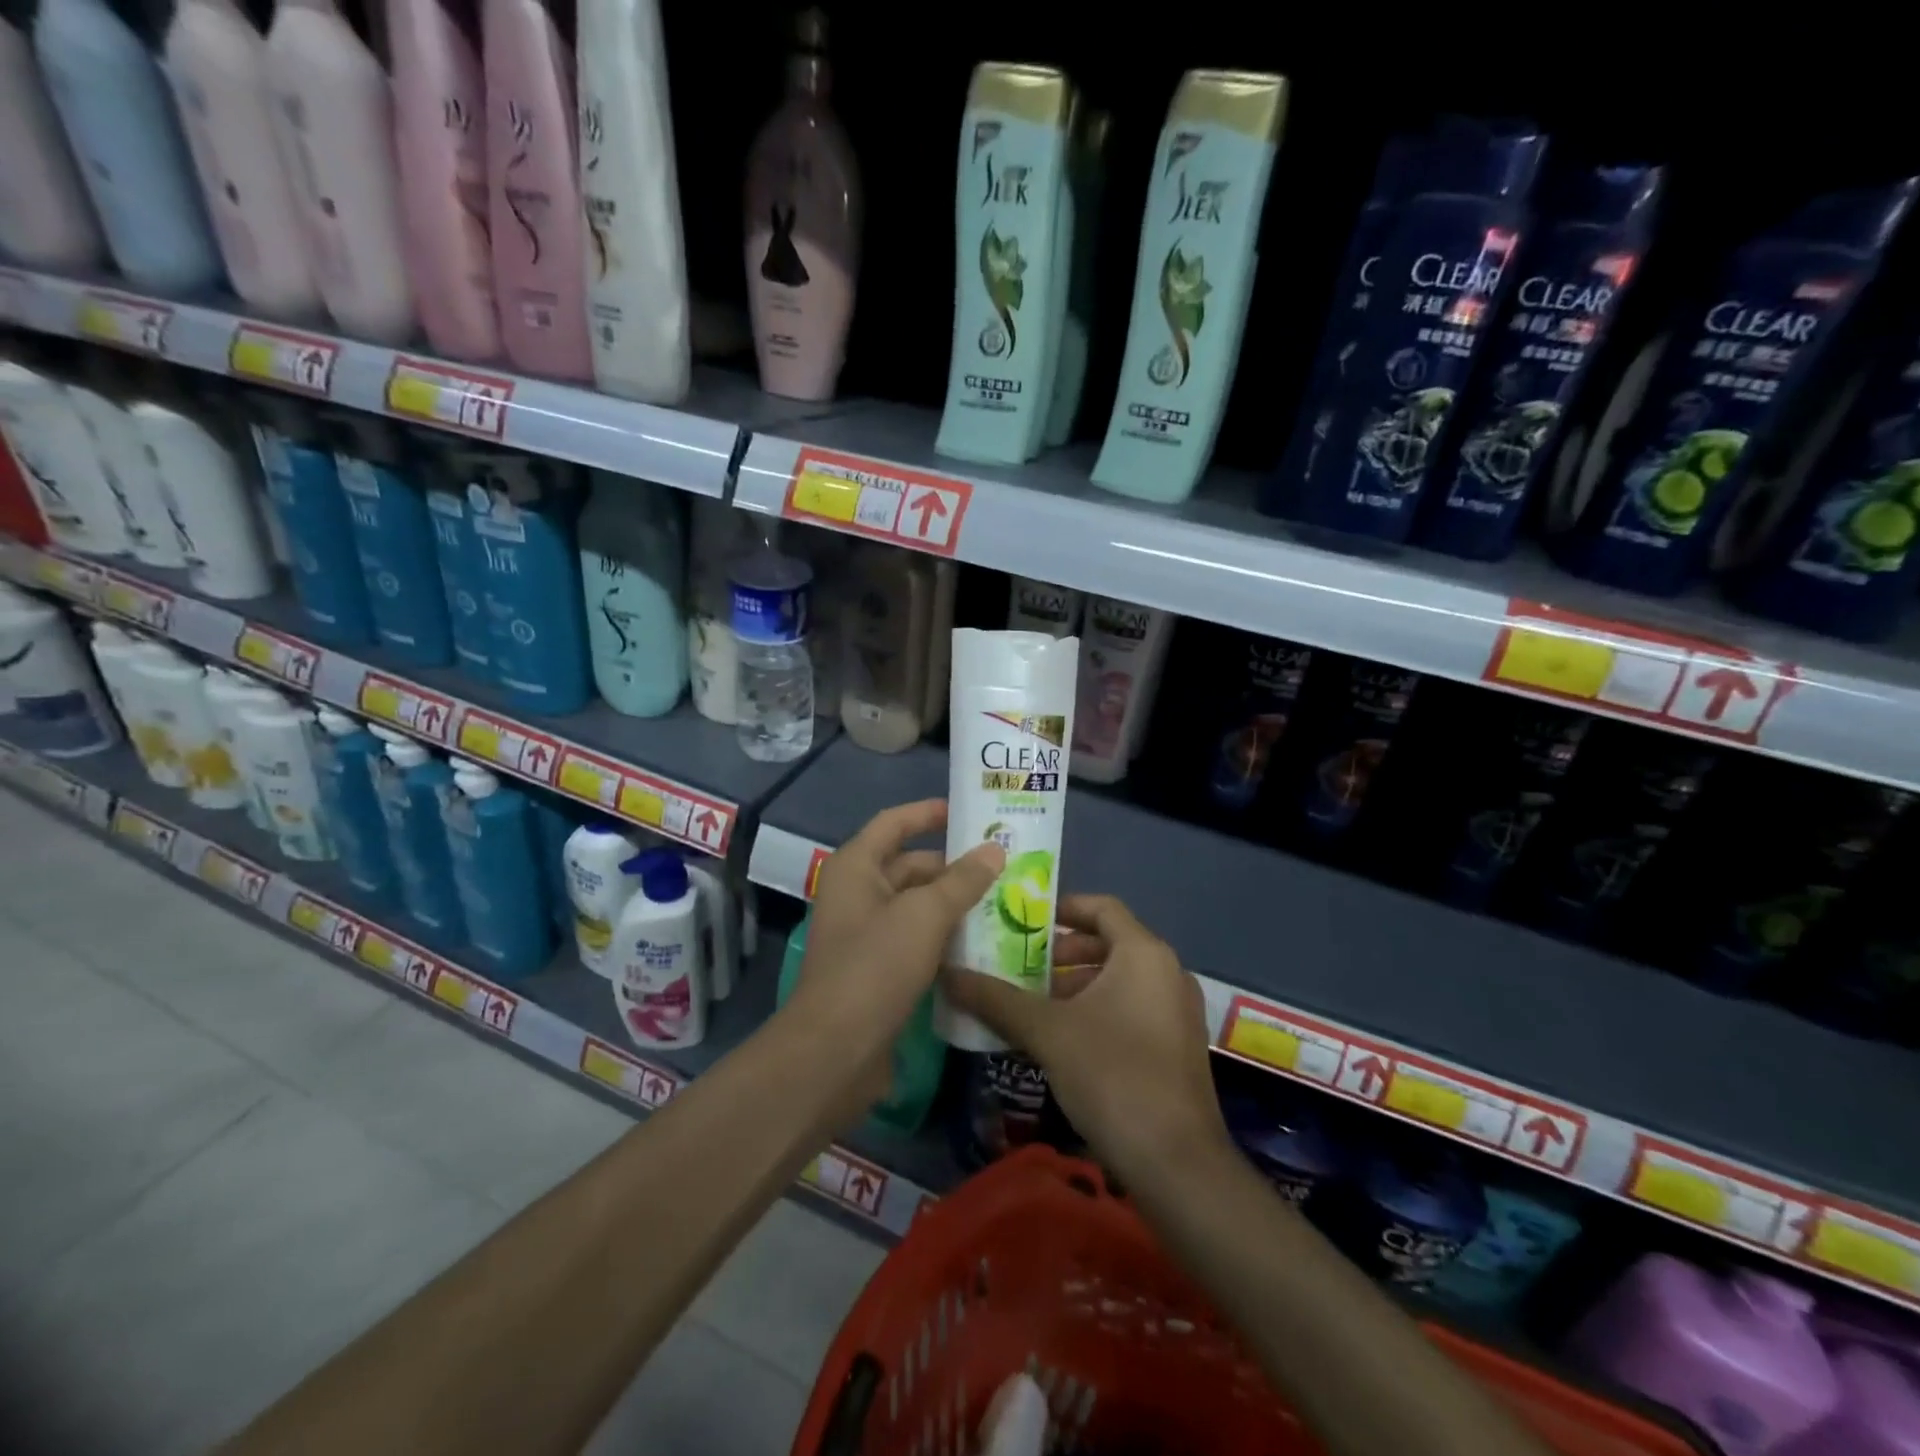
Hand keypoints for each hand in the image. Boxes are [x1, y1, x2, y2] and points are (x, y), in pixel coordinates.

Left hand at [787, 799, 1003, 1116]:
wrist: (835, 1051)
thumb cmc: (875, 966)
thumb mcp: (924, 915)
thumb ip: (962, 880)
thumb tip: (994, 850)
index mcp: (856, 867)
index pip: (894, 823)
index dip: (928, 813)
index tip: (968, 812)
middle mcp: (857, 893)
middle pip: (909, 865)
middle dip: (953, 865)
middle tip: (1004, 865)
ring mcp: (866, 934)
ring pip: (916, 905)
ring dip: (953, 903)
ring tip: (1004, 900)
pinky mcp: (877, 970)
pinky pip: (916, 939)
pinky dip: (944, 935)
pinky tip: (982, 942)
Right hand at [941, 895, 1228, 1178]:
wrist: (1177, 1164)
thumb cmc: (1112, 1075)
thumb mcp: (1046, 1032)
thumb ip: (995, 999)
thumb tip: (947, 974)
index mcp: (1144, 953)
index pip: (1101, 907)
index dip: (1061, 908)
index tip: (1023, 922)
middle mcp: (1168, 971)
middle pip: (1109, 942)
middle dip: (1062, 952)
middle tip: (1021, 967)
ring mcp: (1177, 1011)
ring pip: (1120, 979)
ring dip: (1076, 984)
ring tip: (1033, 1005)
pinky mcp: (1177, 1046)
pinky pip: (1132, 1007)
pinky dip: (1098, 1009)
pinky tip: (1063, 1040)